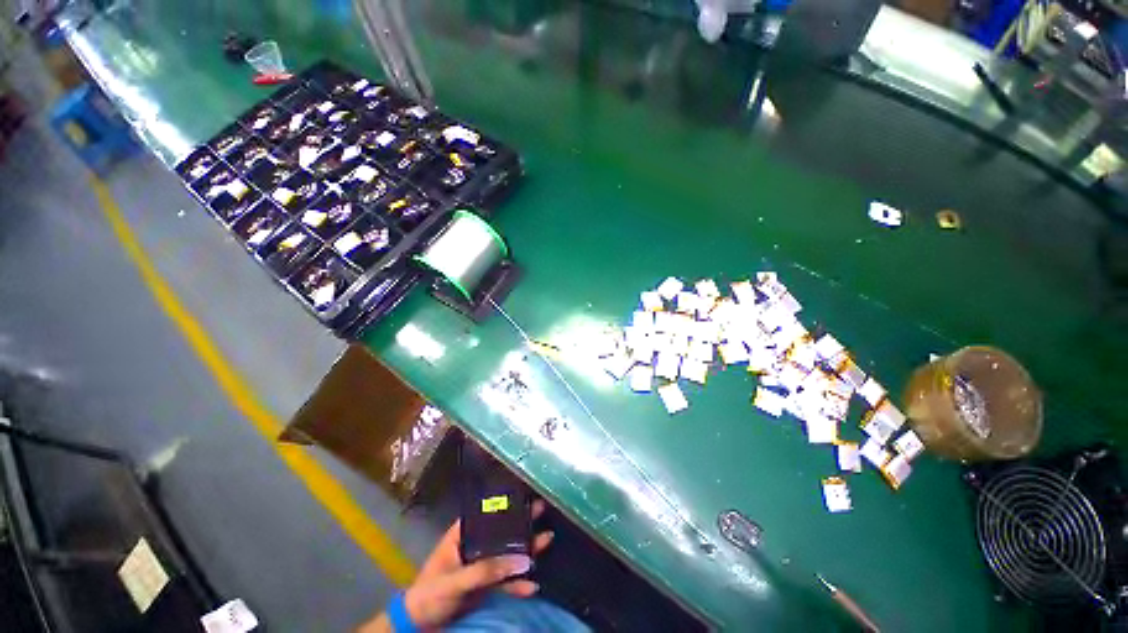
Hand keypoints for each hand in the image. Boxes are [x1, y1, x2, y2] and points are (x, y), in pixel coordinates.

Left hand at [403, 499, 553, 629]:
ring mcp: (481, 566)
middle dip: (521, 524)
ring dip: (526, 550)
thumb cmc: (429, 594)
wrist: (419, 627)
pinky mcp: (485, 586)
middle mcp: (474, 546)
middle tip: (541, 509)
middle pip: (501, 532)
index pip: (486, 514)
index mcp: (462, 535)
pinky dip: (518, 583)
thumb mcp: (456, 580)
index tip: (524, 496)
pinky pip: (505, 581)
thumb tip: (522, 560)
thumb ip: (487, 570)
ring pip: (507, 555)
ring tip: (547, 539)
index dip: (505, 504)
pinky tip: (531, 586)